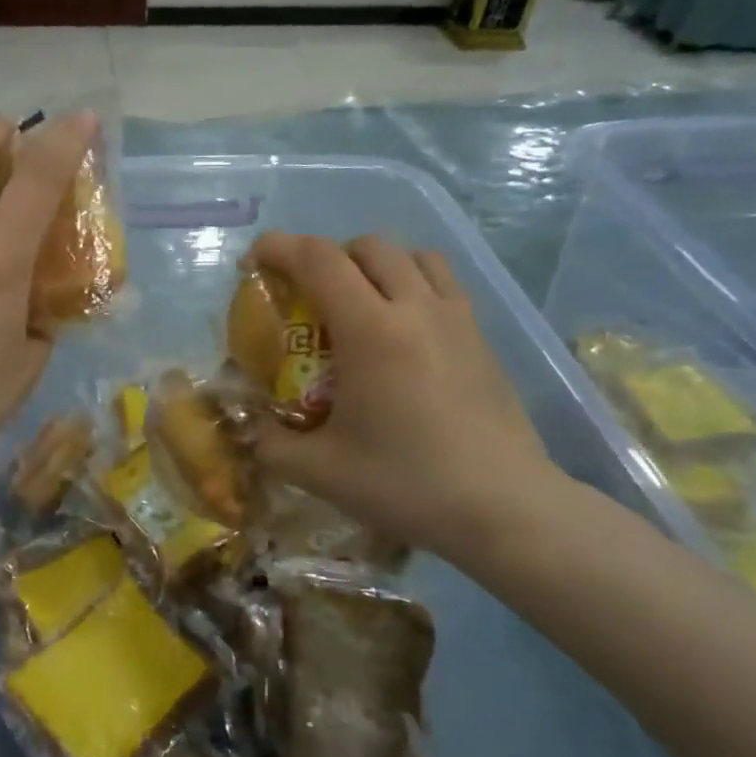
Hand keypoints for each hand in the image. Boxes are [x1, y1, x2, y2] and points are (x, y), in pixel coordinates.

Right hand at [249, 233, 560, 560]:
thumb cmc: (406, 484)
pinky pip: (441, 282)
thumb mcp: (318, 471)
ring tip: (358, 300)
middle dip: (326, 256)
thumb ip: (270, 443)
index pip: (319, 260)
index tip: (254, 260)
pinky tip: (402, 327)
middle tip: (305, 291)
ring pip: (412, 256)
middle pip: (367, 247)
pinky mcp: (481, 337)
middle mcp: (415, 308)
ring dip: (374, 263)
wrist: (505, 509)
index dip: (280, 248)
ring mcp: (456, 319)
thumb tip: (250, 428)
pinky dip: (411, 282)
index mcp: (370, 331)